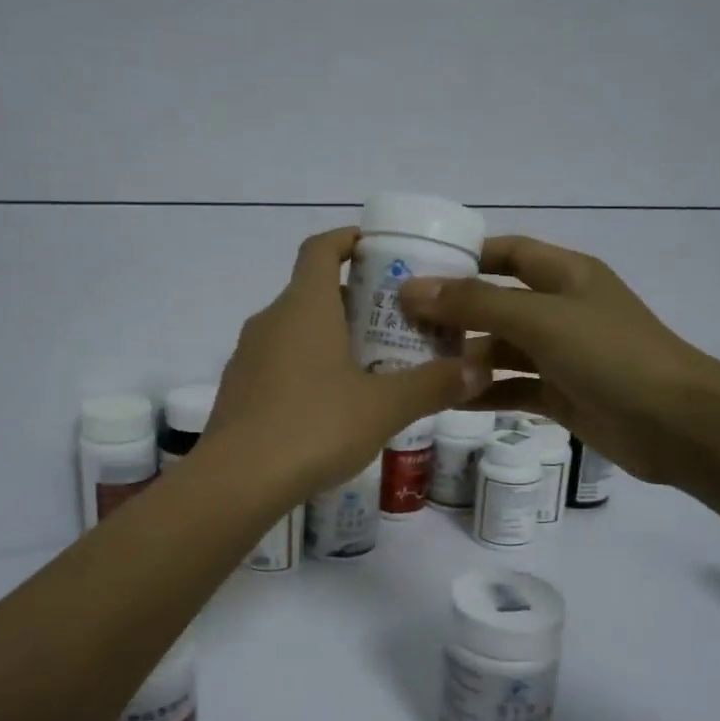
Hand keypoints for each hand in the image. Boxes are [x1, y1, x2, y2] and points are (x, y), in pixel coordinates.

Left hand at [207, 229, 488, 494]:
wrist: (237, 480)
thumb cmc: (315, 427)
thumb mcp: (384, 408)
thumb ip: (433, 385)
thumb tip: (481, 369)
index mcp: (304, 306)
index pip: (321, 247)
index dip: (349, 239)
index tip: (378, 249)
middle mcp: (270, 320)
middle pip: (312, 290)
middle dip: (353, 298)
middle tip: (394, 321)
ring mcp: (247, 355)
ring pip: (294, 330)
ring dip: (329, 336)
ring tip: (369, 364)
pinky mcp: (237, 390)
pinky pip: (278, 363)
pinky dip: (306, 367)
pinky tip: (330, 405)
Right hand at [397, 235, 716, 487]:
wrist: (675, 424)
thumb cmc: (610, 355)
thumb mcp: (541, 319)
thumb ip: (476, 304)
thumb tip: (412, 289)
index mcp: (565, 275)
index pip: (507, 252)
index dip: (464, 256)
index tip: (414, 267)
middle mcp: (561, 309)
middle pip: (496, 303)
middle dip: (452, 312)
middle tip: (397, 323)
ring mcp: (560, 355)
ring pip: (500, 349)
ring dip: (462, 356)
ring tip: (411, 363)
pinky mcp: (559, 395)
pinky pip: (511, 388)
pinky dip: (482, 392)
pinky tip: (443, 399)